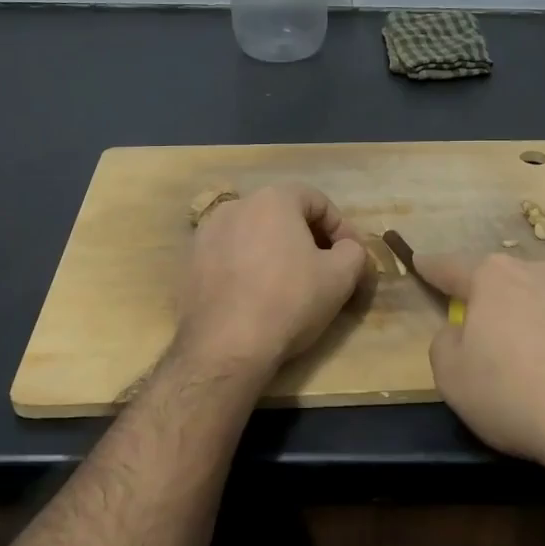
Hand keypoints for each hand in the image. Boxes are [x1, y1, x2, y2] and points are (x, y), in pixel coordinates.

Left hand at [178, 183, 368, 369]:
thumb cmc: (290, 301)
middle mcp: (235, 206)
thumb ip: (354, 251)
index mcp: (272, 199)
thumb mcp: (341, 276)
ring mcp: (207, 233)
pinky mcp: (190, 263)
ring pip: (254, 235)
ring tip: (290, 284)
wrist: (226, 346)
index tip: (350, 257)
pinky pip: (230, 256)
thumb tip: (348, 249)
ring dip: (277, 252)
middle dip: (308, 238)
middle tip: (324, 270)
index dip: (341, 227)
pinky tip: (257, 297)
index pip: (317, 201)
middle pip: (283, 214)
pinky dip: (248, 268)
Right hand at [416, 249, 544, 472]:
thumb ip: (444, 344)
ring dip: (532, 319)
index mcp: (493, 278)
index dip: (431, 267)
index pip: (451, 267)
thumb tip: (459, 333)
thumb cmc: (514, 393)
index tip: (421, 261)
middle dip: (490, 299)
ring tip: (530, 361)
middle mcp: (540, 272)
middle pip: (504, 281)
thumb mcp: (451, 377)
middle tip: (482, 330)